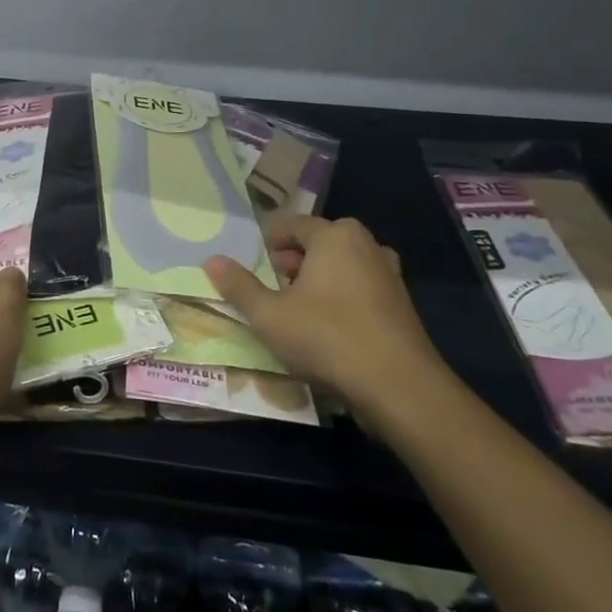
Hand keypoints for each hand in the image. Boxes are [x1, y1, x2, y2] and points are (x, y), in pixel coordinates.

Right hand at [205, 215, 449, 414]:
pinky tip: (323, 329)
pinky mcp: (399, 304)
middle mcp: (365, 244)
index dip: (263, 242)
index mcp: (334, 235)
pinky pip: (357, 288)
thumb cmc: (327, 338)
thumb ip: (239, 286)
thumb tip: (211, 260)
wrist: (399, 388)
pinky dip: (337, 299)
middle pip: (315, 244)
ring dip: (313, 283)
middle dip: (287, 263)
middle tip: (266, 290)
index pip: (290, 224)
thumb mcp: (269, 315)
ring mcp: (387, 274)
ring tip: (290, 310)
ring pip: (337, 267)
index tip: (245, 264)